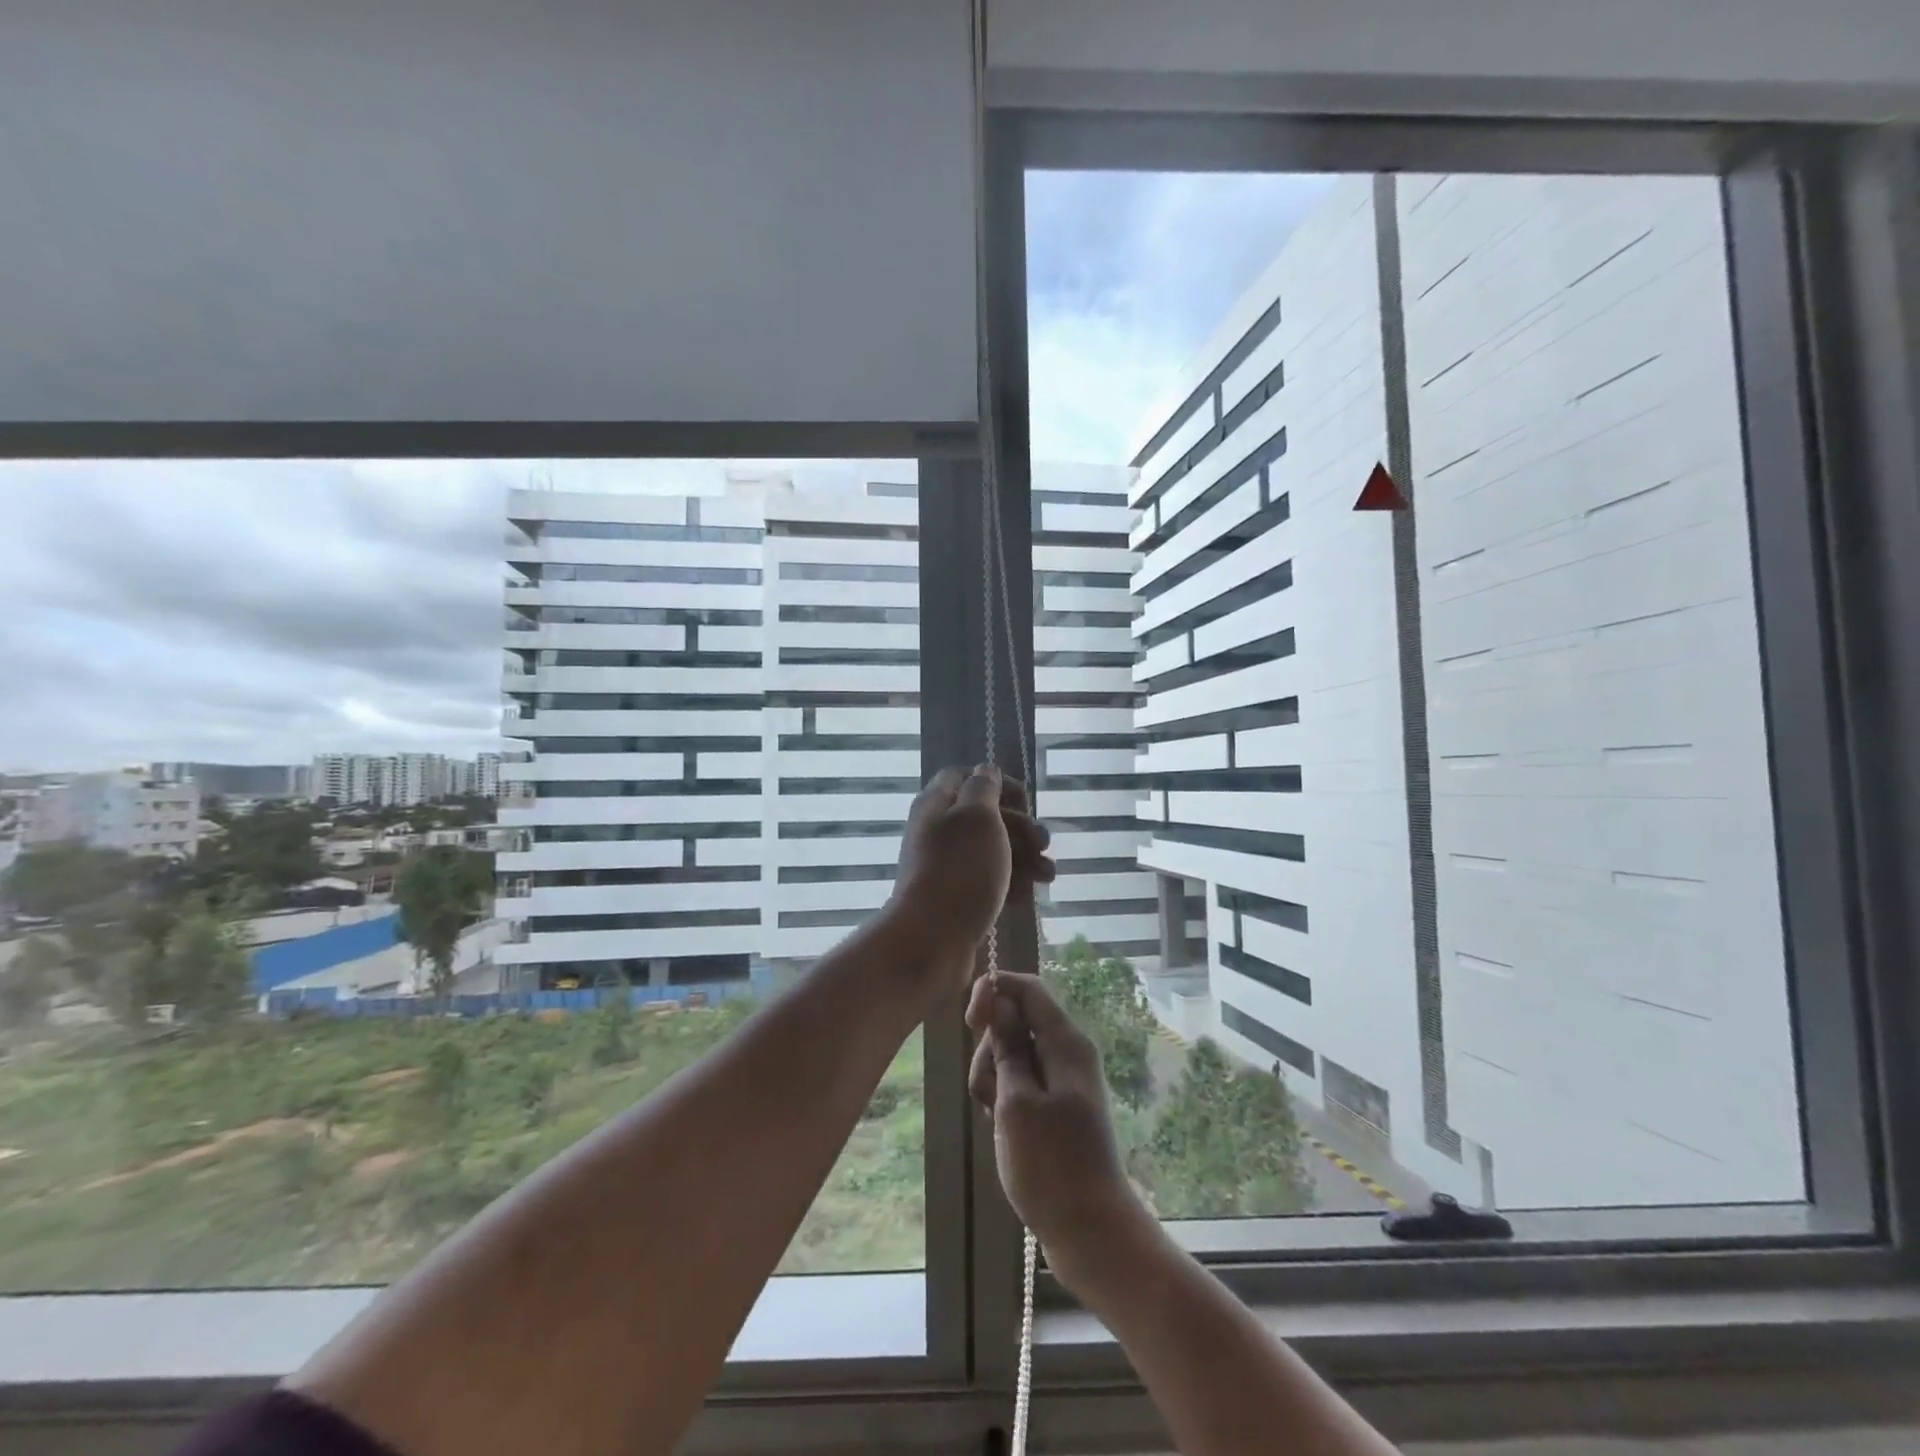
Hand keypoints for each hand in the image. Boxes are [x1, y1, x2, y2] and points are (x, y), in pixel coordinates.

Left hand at [884, 766, 1053, 987]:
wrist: (932, 940)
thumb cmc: (959, 869)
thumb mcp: (977, 816)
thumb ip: (984, 788)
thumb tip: (985, 770)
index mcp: (937, 804)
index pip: (965, 776)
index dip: (998, 783)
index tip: (1025, 800)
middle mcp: (939, 831)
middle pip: (986, 817)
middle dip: (1021, 827)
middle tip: (1044, 843)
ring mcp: (947, 867)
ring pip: (992, 852)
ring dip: (1024, 859)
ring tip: (1047, 876)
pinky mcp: (956, 898)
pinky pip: (988, 883)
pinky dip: (1010, 885)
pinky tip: (1028, 898)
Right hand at [966, 971, 1152, 1288]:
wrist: (1091, 1231)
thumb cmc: (1051, 1166)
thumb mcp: (1016, 1102)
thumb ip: (1007, 1047)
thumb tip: (1000, 1000)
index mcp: (1066, 1043)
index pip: (1028, 988)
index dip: (995, 991)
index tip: (970, 1021)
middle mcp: (1067, 1053)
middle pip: (1016, 1021)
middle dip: (990, 1048)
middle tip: (988, 1093)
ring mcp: (1062, 1080)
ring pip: (1013, 1054)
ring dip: (993, 1078)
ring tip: (994, 1118)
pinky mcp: (1055, 1105)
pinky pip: (1021, 1082)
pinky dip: (1004, 1097)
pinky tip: (1000, 1129)